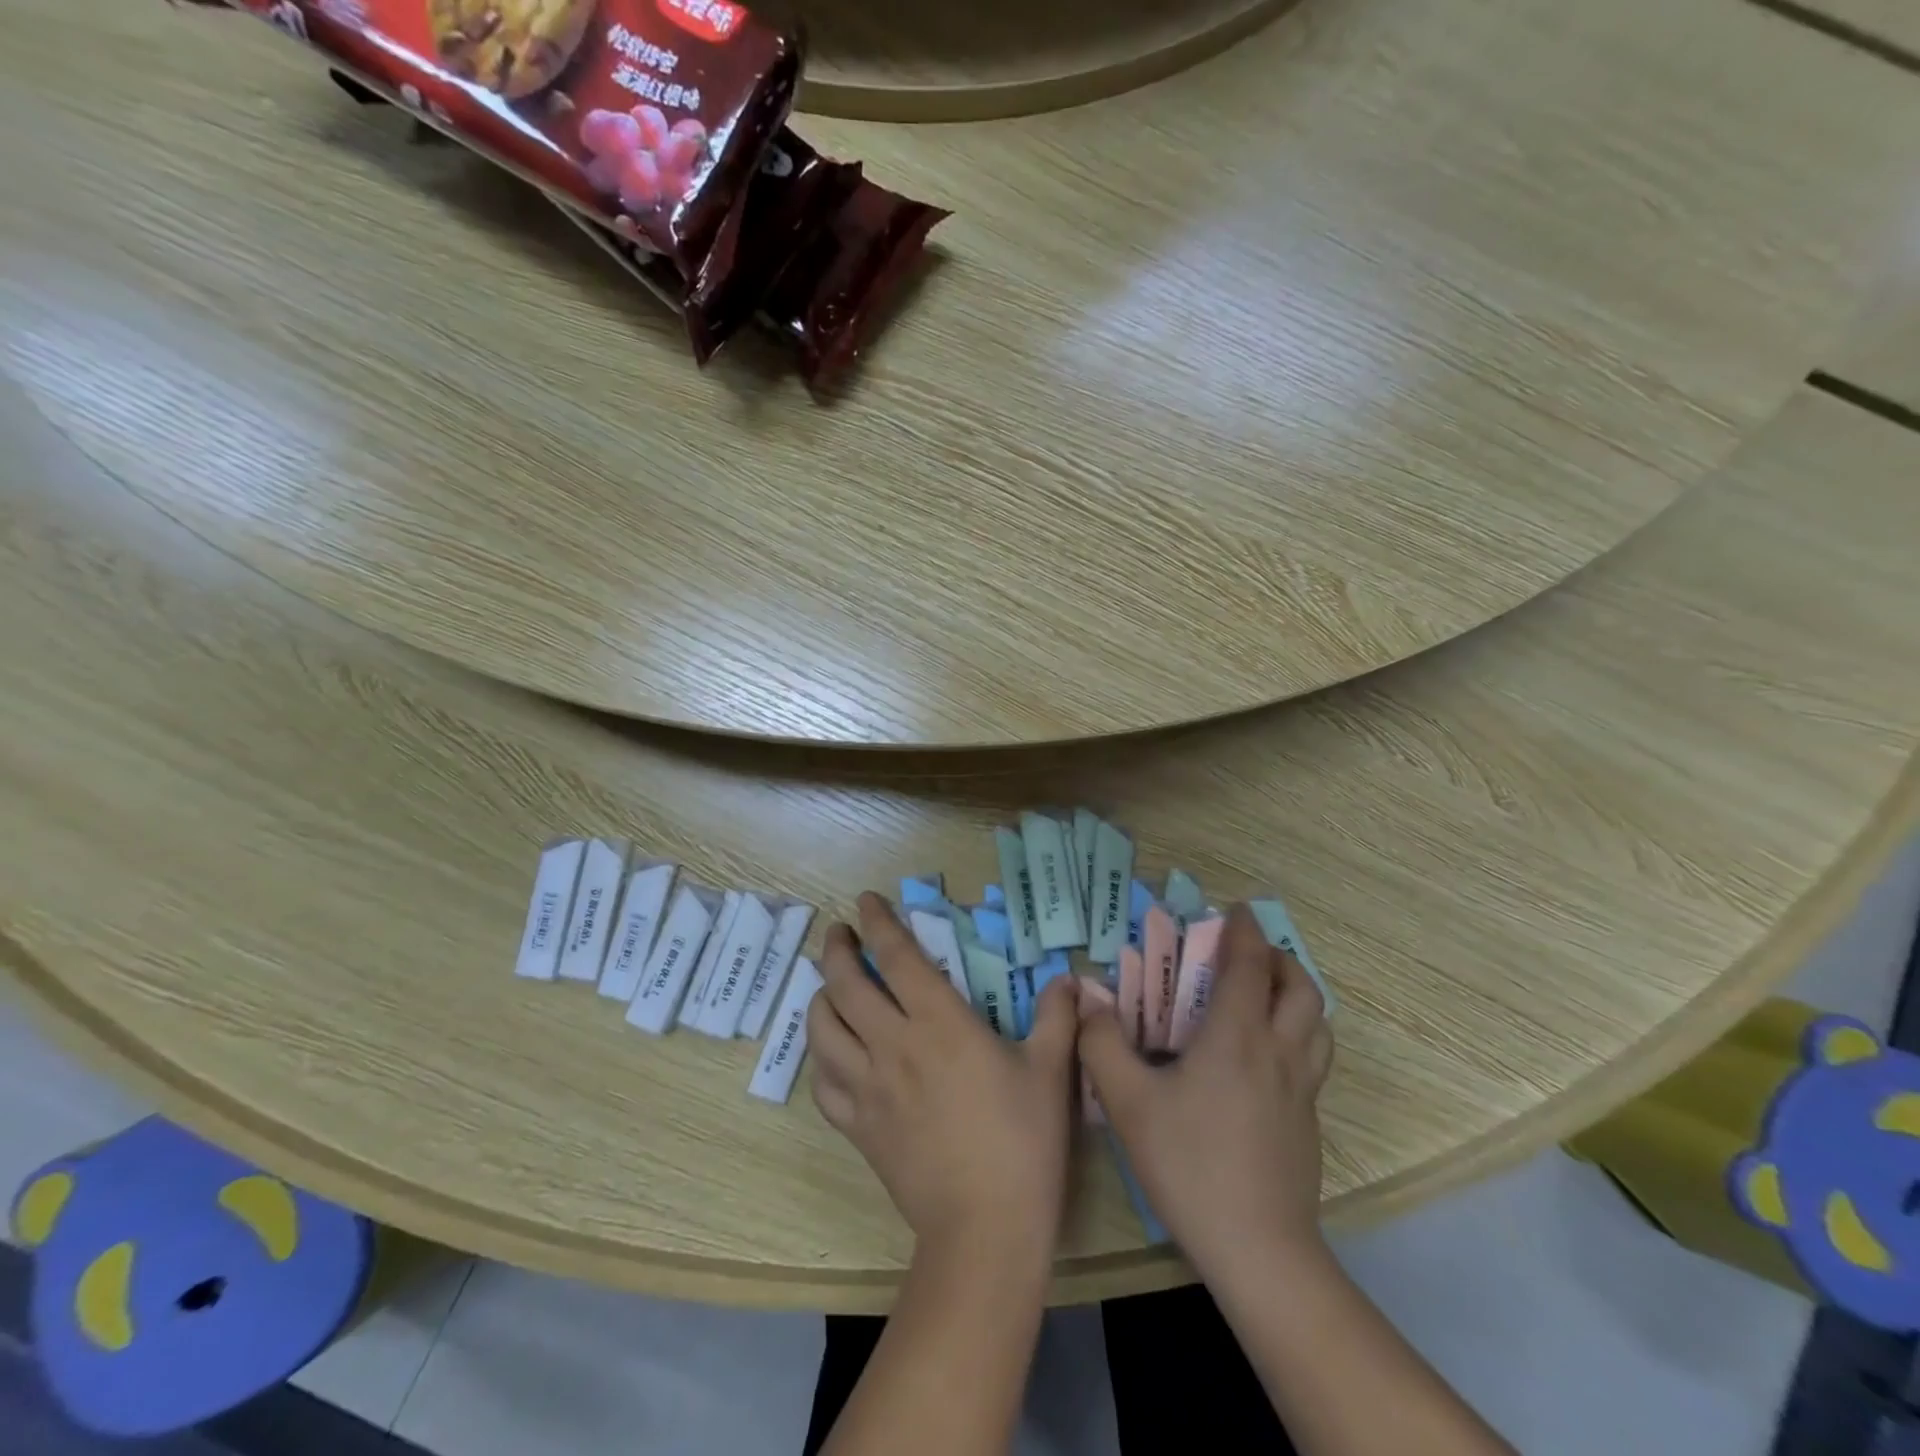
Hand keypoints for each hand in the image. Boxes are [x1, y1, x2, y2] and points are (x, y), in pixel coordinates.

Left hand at [809, 892, 1081, 1266]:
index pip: (896, 956)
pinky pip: (824, 1085)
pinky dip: (823, 1060)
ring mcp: (868, 1088)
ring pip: (823, 1030)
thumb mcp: (1051, 1070)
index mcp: (938, 1022)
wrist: (985, 1228)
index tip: (866, 901)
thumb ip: (1057, 1016)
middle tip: (839, 934)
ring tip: (831, 988)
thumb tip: (1068, 978)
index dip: (878, 922)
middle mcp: (893, 1044)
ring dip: (820, 999)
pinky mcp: (858, 1127)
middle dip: (837, 950)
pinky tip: (834, 1055)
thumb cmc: (1022, 1141)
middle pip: (845, 984)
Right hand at [1078, 902, 1332, 1275]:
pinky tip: (1265, 1057)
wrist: (1259, 1250)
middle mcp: (1278, 1053)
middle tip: (1250, 953)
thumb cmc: (1190, 1164)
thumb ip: (1102, 1043)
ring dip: (1297, 995)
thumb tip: (1087, 999)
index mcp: (1238, 1036)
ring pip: (1317, 1024)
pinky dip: (1298, 1034)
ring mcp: (1301, 1090)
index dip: (1244, 931)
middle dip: (1279, 958)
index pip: (1250, 965)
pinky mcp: (1308, 1123)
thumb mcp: (1128, 1101)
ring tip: (1267, 996)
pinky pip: (1312, 1058)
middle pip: (1301, 988)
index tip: (1236, 909)